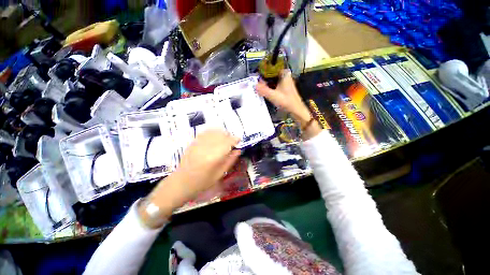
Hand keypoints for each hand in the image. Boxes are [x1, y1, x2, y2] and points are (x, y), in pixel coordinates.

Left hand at [140, 130, 240, 226]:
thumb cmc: (202, 182)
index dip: (235, 139)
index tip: (239, 140)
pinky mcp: (193, 142)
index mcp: (214, 157)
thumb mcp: (220, 174)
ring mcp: (198, 143)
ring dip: (222, 133)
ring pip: (214, 131)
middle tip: (232, 142)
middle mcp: (206, 147)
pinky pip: (205, 132)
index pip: (228, 142)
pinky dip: (213, 132)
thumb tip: (238, 150)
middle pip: (222, 134)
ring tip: (224, 139)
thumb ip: (230, 160)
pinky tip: (215, 136)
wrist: (181, 182)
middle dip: (229, 136)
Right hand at [256, 71, 321, 139]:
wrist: (296, 109)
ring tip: (259, 88)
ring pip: (273, 80)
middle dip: (264, 79)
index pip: (271, 68)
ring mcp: (286, 82)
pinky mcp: (285, 88)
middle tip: (256, 84)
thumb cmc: (286, 101)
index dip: (263, 71)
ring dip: (267, 84)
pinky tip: (265, 92)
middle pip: (272, 74)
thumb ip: (263, 90)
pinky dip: (270, 87)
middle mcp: (285, 76)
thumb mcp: (273, 96)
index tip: (256, 77)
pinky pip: (275, 85)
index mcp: (284, 74)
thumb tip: (254, 85)